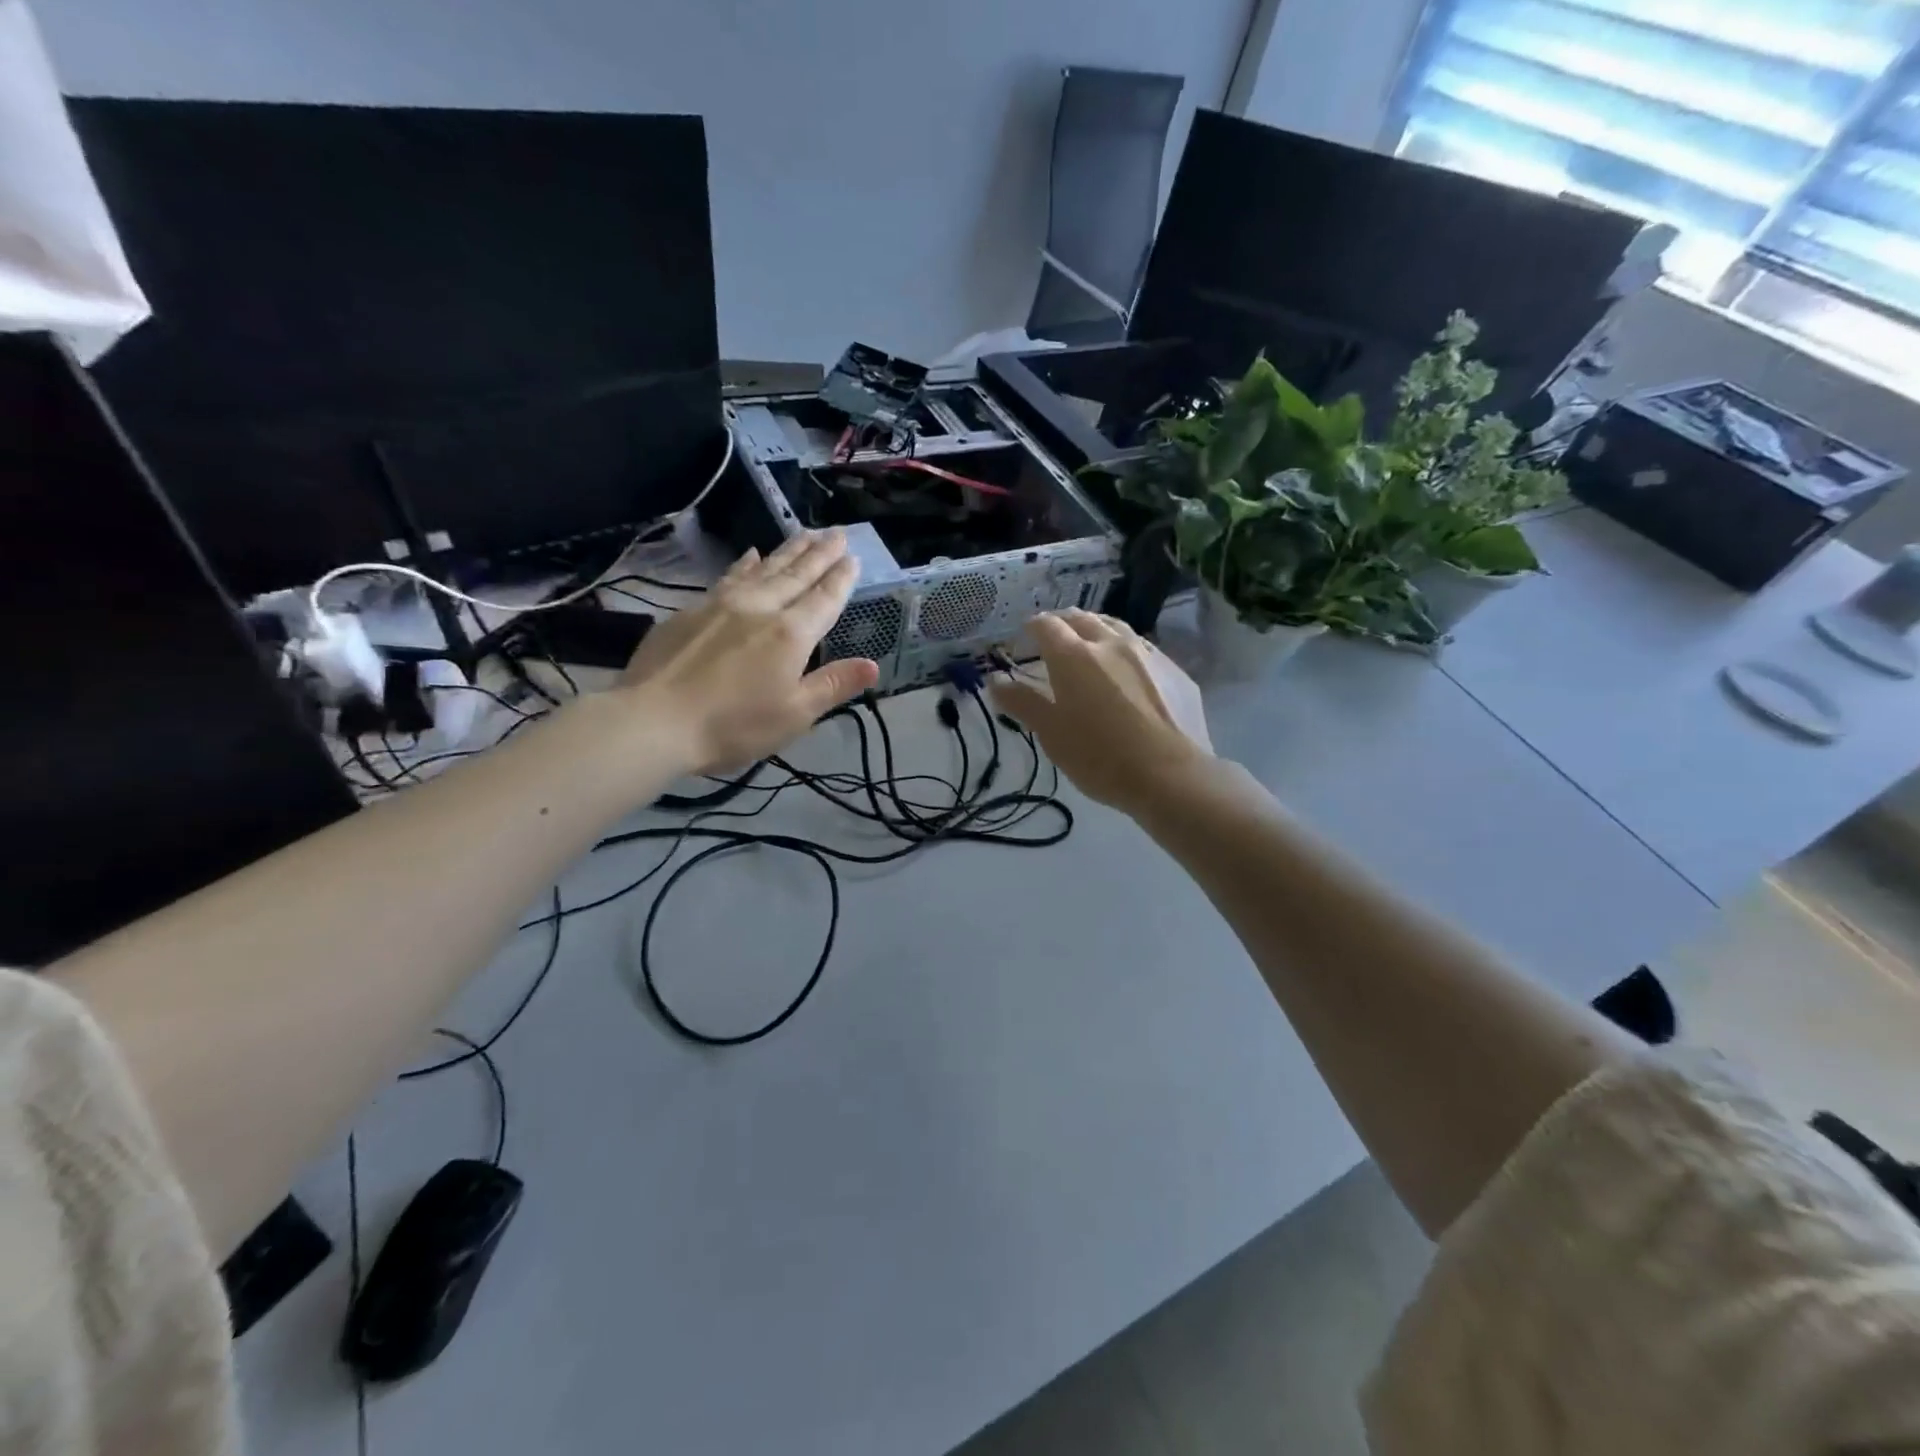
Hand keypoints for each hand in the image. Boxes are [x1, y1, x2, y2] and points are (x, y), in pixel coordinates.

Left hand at [616, 530, 878, 772]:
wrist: (655, 719)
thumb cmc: (734, 725)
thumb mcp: (795, 714)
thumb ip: (834, 685)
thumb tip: (873, 665)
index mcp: (791, 634)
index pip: (824, 598)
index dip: (840, 578)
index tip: (852, 556)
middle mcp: (761, 608)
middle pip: (796, 574)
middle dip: (820, 553)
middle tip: (837, 531)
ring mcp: (722, 604)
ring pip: (764, 568)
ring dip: (788, 550)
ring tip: (805, 533)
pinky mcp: (692, 610)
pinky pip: (729, 576)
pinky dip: (746, 563)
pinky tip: (750, 554)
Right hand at [992, 610, 1212, 814]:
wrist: (1170, 775)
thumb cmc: (1099, 756)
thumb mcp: (1051, 734)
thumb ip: (1022, 703)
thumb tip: (994, 680)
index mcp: (1074, 656)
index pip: (1047, 626)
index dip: (1032, 626)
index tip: (1025, 634)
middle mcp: (1110, 643)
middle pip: (1082, 618)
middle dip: (1063, 621)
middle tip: (1054, 633)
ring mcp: (1147, 653)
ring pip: (1115, 626)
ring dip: (1096, 628)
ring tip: (1089, 640)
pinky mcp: (1174, 670)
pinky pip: (1143, 647)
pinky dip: (1125, 648)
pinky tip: (1127, 666)